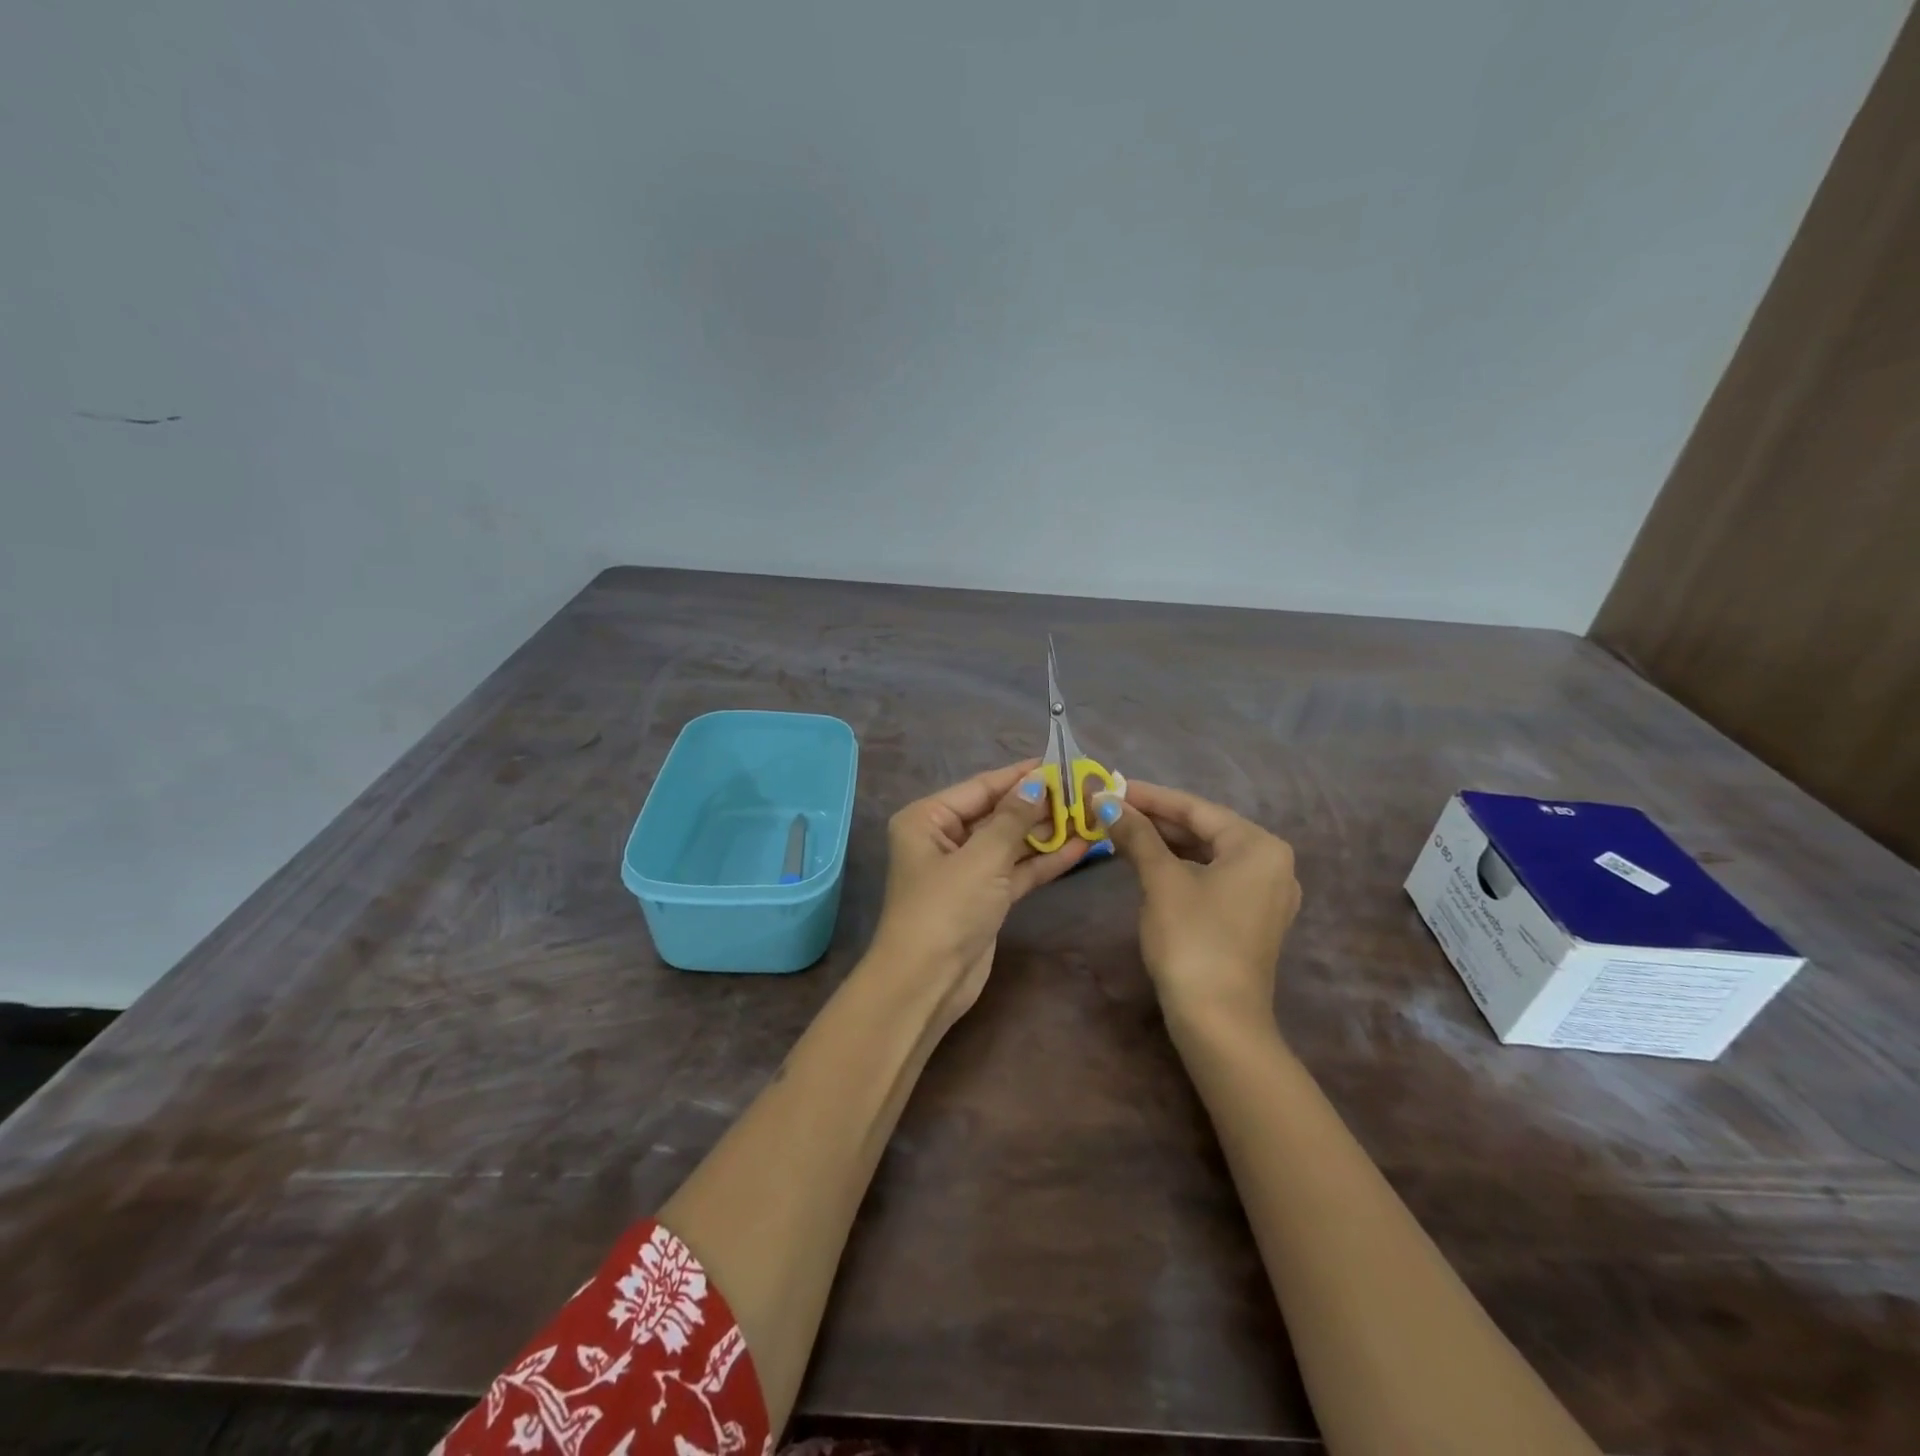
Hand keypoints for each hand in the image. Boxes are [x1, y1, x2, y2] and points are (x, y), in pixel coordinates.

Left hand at [870, 760, 1090, 1021]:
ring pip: (1011, 842)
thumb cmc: (946, 908)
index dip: (1021, 776)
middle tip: (1084, 790)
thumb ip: (1013, 818)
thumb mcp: (982, 857)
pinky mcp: (985, 897)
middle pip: (998, 813)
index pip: (982, 787)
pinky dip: (1044, 860)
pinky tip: (1080, 848)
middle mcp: (944, 838)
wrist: (927, 983)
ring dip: (1047, 832)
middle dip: (1039, 804)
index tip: (1060, 763)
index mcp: (928, 819)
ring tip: (1091, 814)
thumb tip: (1038, 782)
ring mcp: (966, 869)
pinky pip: (1017, 870)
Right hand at [1094, 780, 1300, 1037]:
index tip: (1110, 786)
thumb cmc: (1193, 939)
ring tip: (1121, 831)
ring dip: (1164, 843)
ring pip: (1206, 854)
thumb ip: (1136, 835)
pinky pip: (1212, 878)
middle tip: (1110, 809)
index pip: (1196, 807)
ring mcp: (1265, 894)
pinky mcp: (1251, 920)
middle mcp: (1272, 864)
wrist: (1219, 1021)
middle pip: (1204, 829)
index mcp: (1259, 846)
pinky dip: (1180, 867)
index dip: (1149, 796)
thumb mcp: (1161, 880)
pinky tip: (1148, 863)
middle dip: (1155, 820)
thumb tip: (1104, 801)